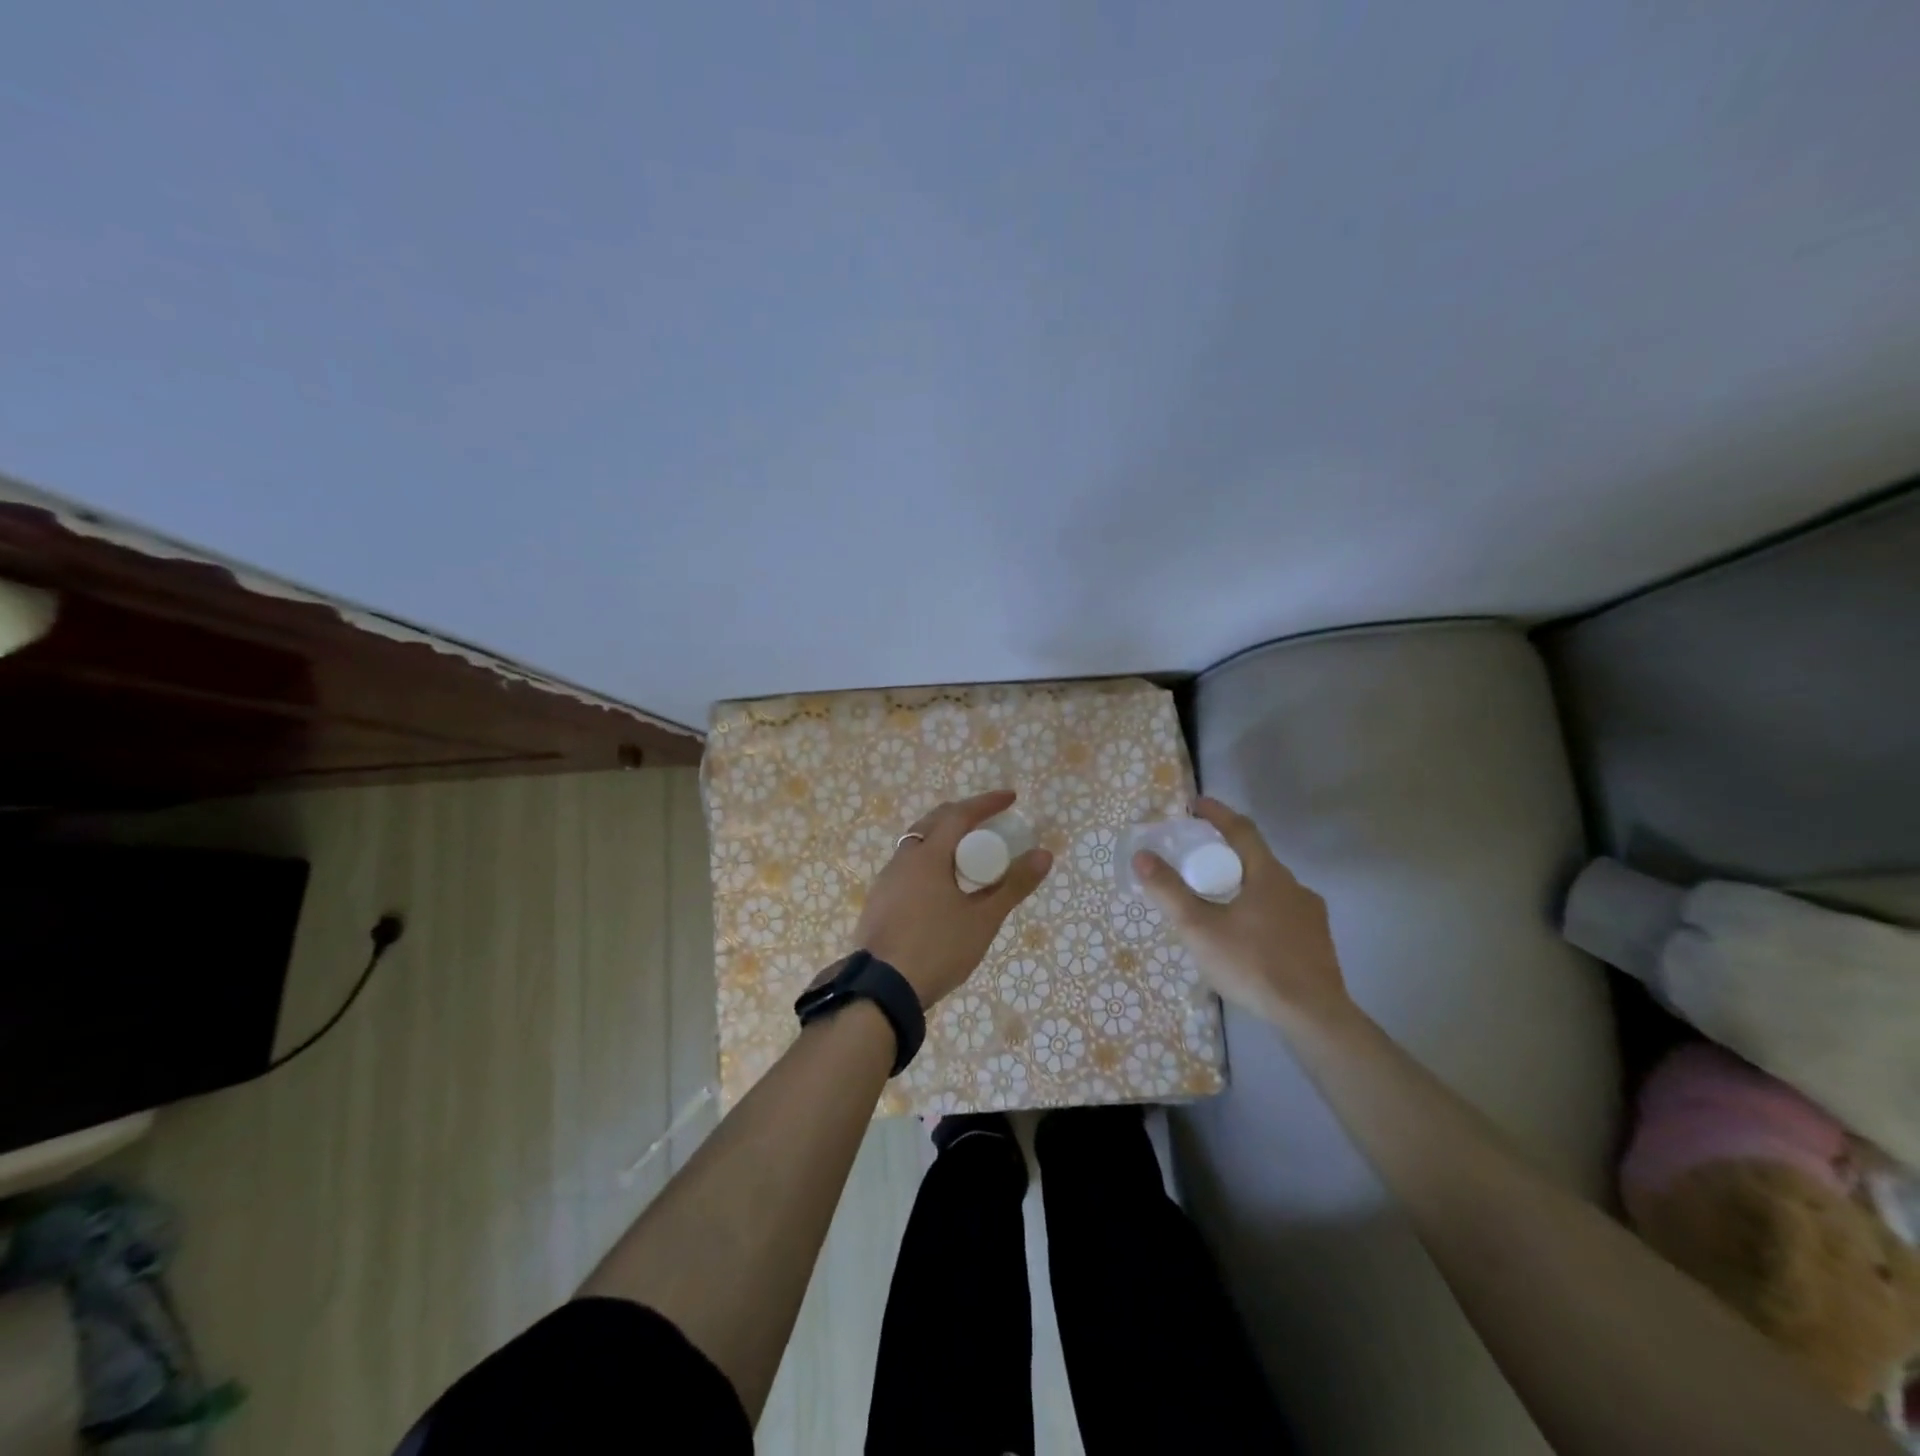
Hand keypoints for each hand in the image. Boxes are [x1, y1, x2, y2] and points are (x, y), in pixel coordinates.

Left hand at [854, 790, 1052, 1007]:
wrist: (881, 990)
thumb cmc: (936, 949)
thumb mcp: (983, 920)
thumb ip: (1013, 885)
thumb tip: (1044, 854)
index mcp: (927, 856)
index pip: (960, 815)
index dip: (987, 803)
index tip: (1011, 798)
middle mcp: (902, 860)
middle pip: (933, 823)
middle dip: (962, 816)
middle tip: (988, 822)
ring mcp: (886, 881)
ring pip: (917, 845)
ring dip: (943, 839)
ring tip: (967, 854)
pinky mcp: (878, 902)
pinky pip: (908, 868)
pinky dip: (930, 862)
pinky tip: (941, 886)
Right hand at [1133, 796, 1353, 1029]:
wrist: (1312, 1016)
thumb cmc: (1252, 964)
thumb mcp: (1199, 928)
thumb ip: (1169, 891)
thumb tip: (1142, 856)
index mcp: (1268, 875)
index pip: (1241, 830)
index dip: (1217, 814)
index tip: (1196, 804)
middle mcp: (1294, 886)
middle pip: (1256, 858)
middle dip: (1226, 854)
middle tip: (1197, 861)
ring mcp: (1311, 915)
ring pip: (1270, 888)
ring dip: (1243, 885)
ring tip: (1218, 902)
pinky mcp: (1317, 942)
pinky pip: (1282, 913)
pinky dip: (1260, 911)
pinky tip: (1247, 936)